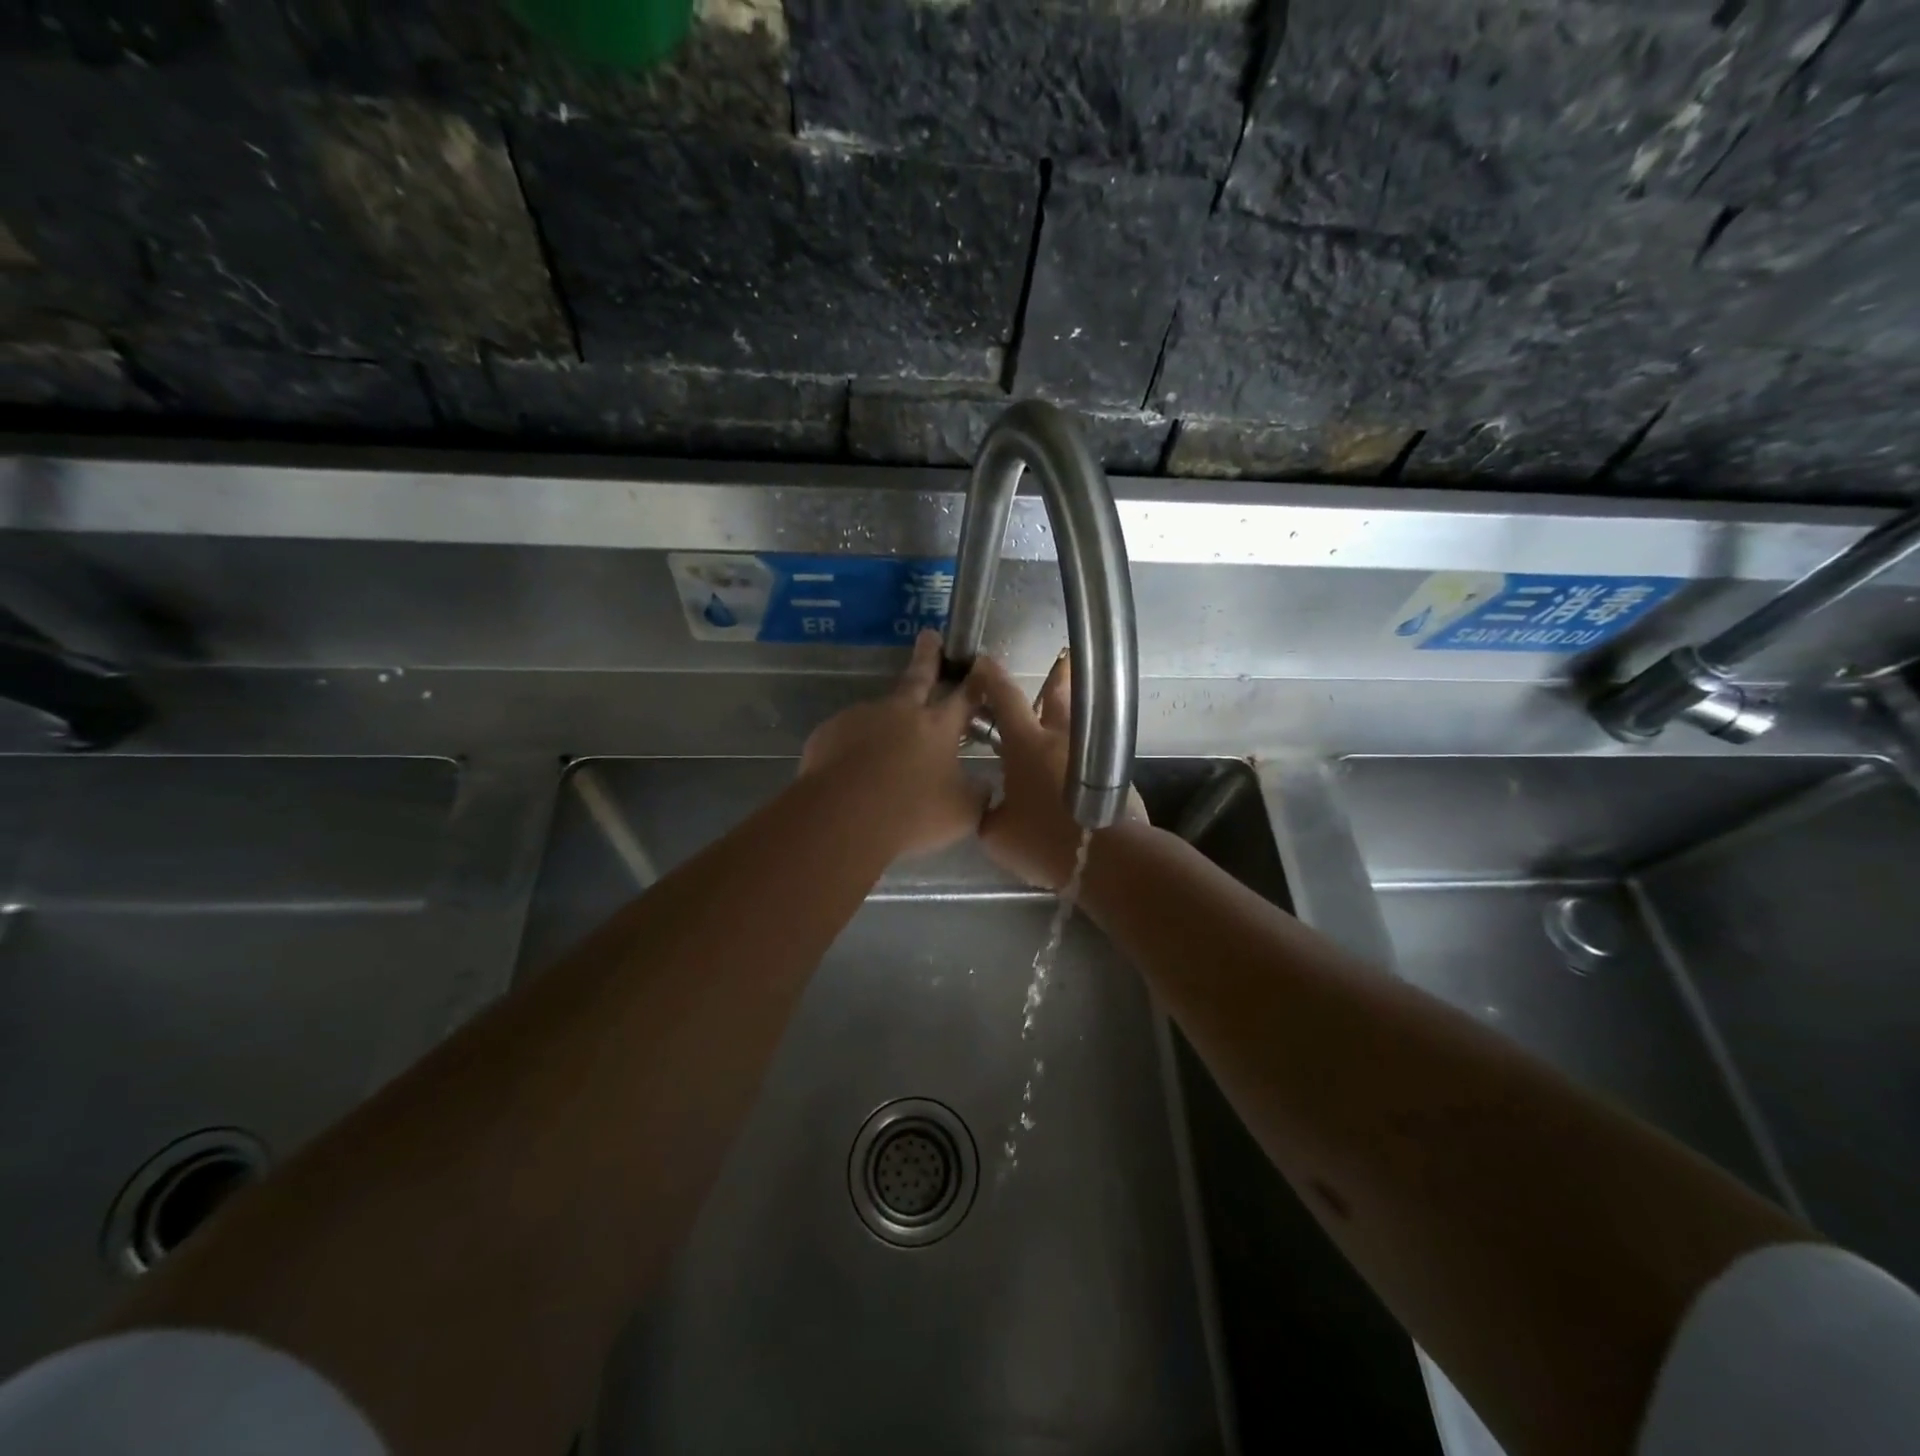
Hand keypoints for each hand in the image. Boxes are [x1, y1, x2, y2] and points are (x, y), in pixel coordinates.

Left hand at [800, 629, 985, 858]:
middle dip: (927, 656)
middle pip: (917, 677)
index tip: (980, 664)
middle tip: (928, 636)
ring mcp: (861, 717)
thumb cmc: (912, 813)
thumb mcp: (962, 812)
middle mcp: (900, 712)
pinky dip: (854, 748)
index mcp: (938, 726)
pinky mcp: (828, 732)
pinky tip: (853, 773)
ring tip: (882, 757)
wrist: (843, 818)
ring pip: (879, 714)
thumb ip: (977, 794)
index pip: (964, 696)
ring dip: (885, 724)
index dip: (975, 681)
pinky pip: (847, 737)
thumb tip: (982, 786)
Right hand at [968, 651, 1147, 889]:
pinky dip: (1080, 753)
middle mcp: (1061, 740)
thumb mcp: (998, 834)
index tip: (980, 663)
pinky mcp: (1114, 776)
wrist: (1107, 859)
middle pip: (1059, 695)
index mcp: (1028, 744)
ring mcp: (1092, 756)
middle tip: (1060, 658)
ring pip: (1080, 723)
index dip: (990, 677)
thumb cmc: (1045, 841)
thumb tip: (993, 807)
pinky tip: (1071, 770)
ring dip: (1070, 714)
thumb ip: (989, 813)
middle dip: (1056, 675)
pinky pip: (1091, 755)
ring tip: (1064, 714)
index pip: (1006, 697)